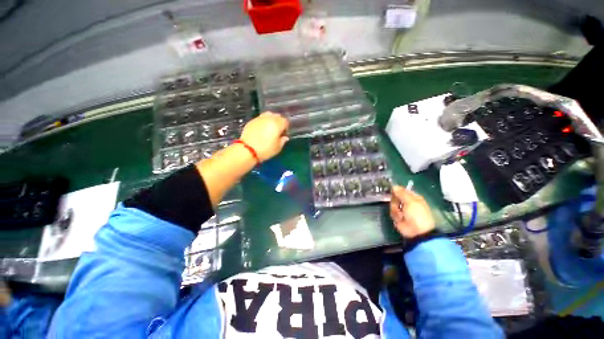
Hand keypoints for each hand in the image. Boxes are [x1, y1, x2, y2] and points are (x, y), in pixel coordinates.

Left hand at [240, 112, 288, 161]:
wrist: (247, 150)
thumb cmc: (265, 150)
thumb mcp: (277, 148)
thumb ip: (283, 141)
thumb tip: (285, 137)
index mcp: (277, 124)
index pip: (285, 121)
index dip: (286, 127)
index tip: (284, 134)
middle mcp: (269, 119)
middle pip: (277, 116)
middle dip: (279, 122)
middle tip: (277, 131)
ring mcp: (259, 119)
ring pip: (268, 115)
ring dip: (271, 120)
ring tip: (269, 129)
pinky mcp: (252, 121)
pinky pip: (260, 118)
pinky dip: (263, 122)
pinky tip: (261, 130)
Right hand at [390, 186, 434, 238]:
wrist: (417, 231)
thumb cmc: (417, 214)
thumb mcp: (411, 201)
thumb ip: (401, 193)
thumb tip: (394, 186)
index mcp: (413, 197)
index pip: (402, 190)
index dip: (397, 190)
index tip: (392, 190)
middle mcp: (406, 202)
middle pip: (395, 197)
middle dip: (395, 200)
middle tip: (398, 204)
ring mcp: (401, 209)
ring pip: (392, 204)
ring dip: (395, 209)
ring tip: (401, 214)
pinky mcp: (397, 216)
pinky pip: (392, 212)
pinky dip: (395, 215)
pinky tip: (400, 218)